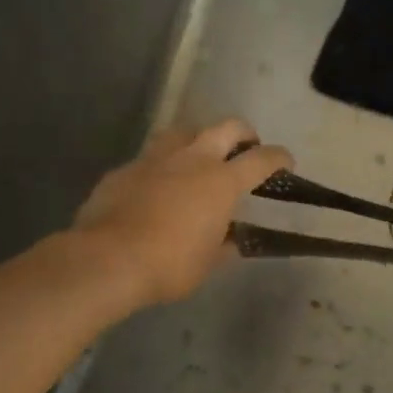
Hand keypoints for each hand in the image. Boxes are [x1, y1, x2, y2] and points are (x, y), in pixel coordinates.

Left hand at [72, 118, 291, 310]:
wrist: (107, 260)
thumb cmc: (170, 265)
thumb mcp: (209, 262)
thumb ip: (224, 244)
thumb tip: (232, 240)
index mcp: (222, 182)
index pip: (261, 160)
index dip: (279, 157)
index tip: (286, 161)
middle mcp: (193, 159)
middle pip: (226, 127)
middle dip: (243, 133)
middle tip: (246, 147)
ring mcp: (156, 159)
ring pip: (184, 130)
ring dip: (199, 138)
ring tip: (200, 155)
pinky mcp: (126, 168)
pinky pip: (151, 156)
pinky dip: (163, 164)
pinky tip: (158, 182)